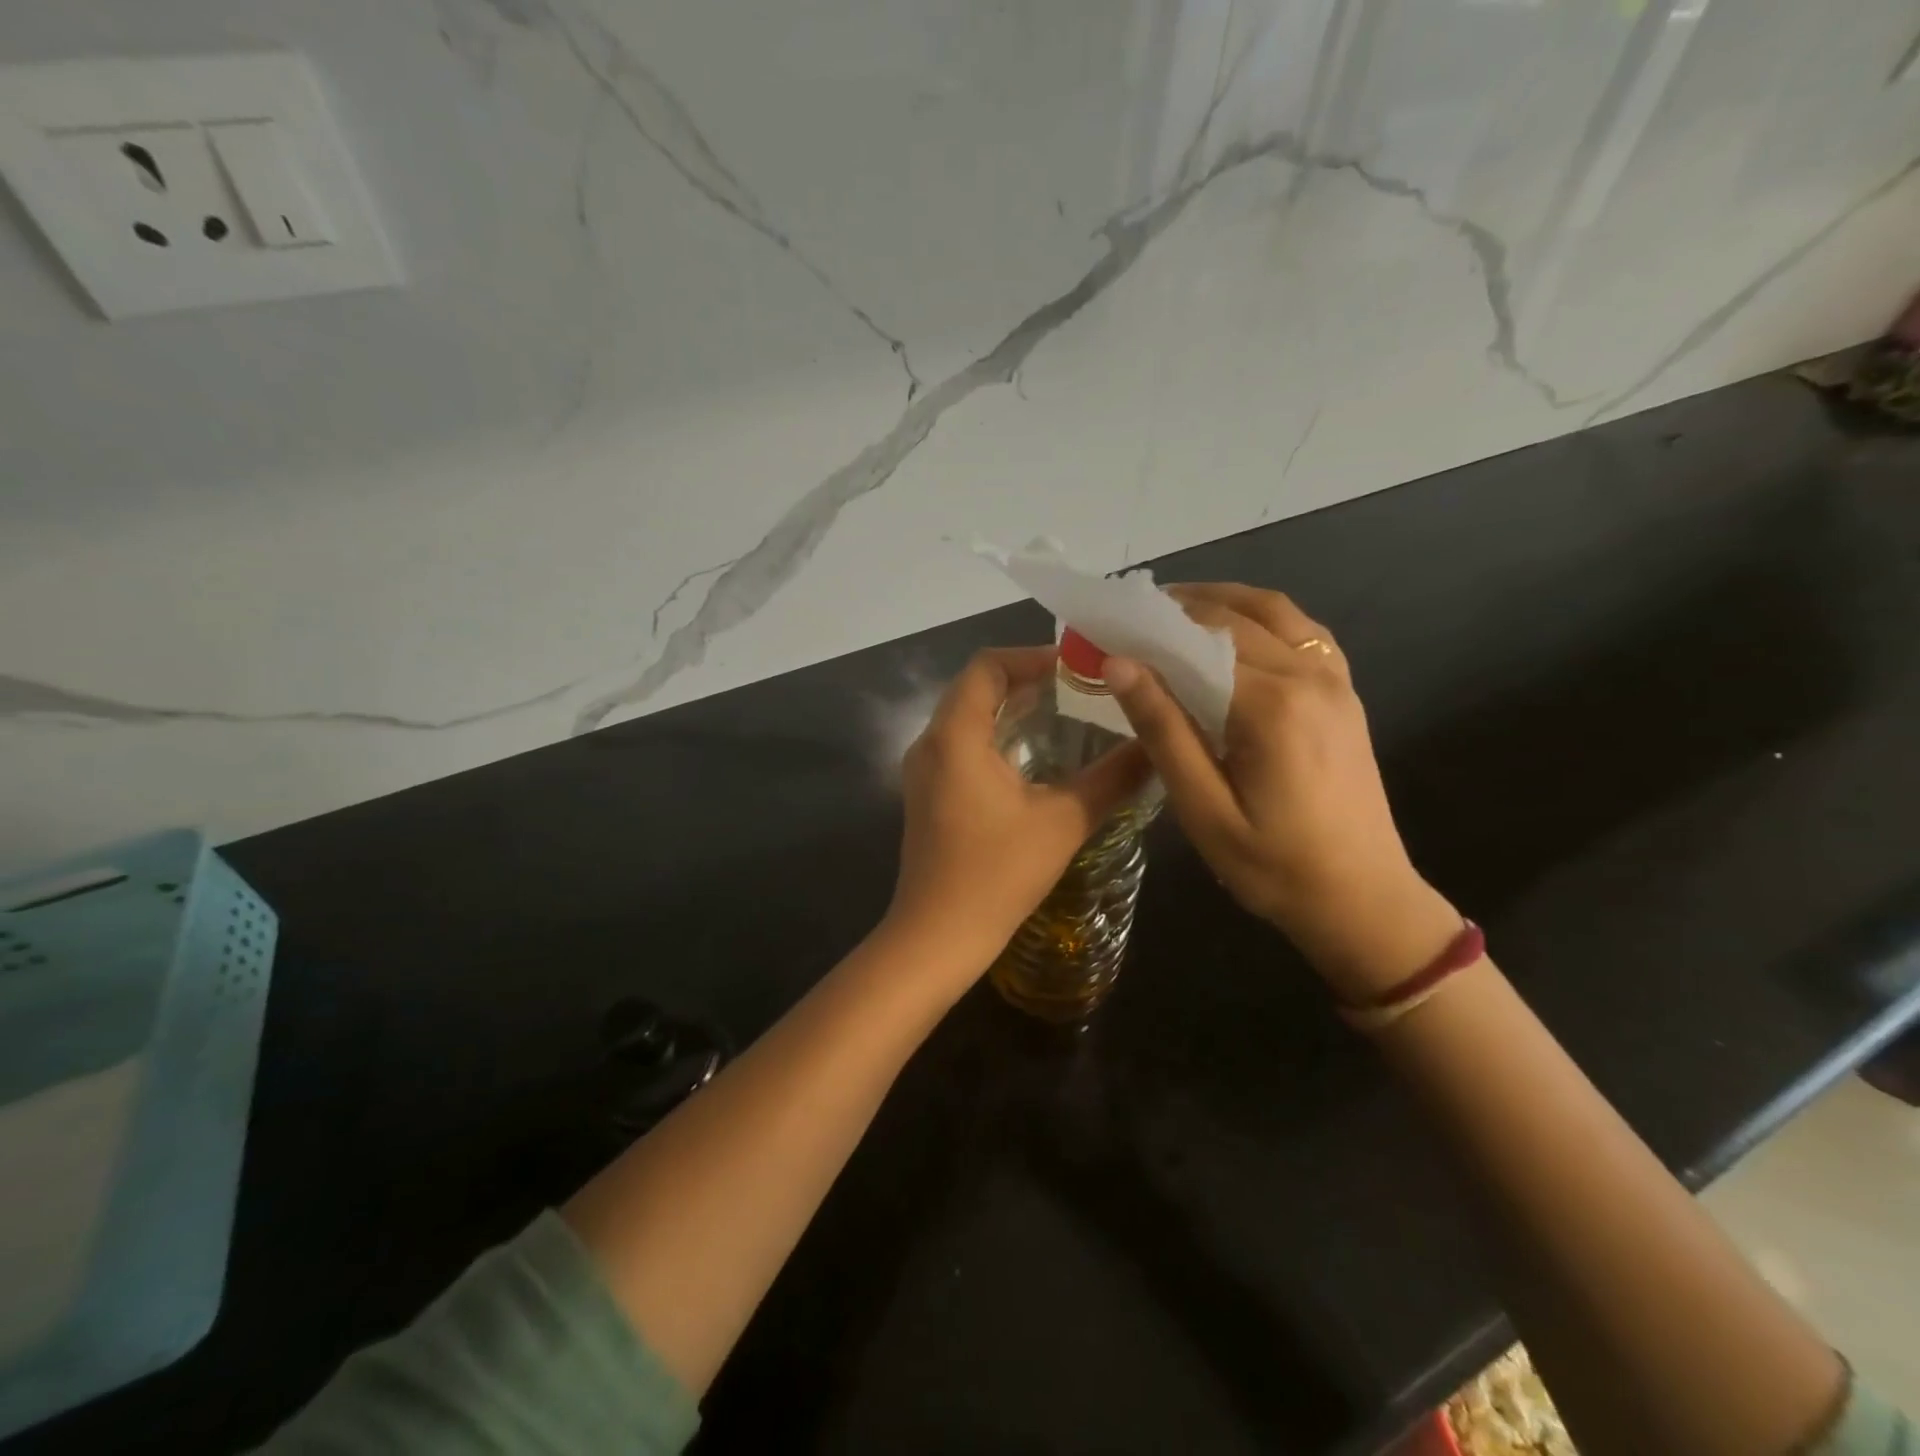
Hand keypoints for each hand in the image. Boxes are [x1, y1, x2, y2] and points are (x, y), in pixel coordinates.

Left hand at [888, 647, 1150, 979]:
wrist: (937, 936)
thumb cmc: (997, 874)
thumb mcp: (1063, 821)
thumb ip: (1112, 777)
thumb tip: (1156, 745)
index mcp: (955, 735)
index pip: (987, 666)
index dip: (1032, 657)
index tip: (1077, 667)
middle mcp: (930, 742)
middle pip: (975, 687)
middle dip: (1026, 680)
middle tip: (1080, 688)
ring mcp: (924, 770)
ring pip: (967, 716)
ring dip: (1011, 709)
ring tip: (1067, 715)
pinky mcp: (927, 793)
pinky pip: (961, 744)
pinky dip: (996, 736)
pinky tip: (1036, 757)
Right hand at [1104, 584, 1459, 1000]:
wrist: (1364, 901)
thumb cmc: (1273, 866)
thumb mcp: (1203, 809)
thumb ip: (1163, 730)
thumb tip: (1119, 664)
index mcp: (1271, 705)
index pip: (1197, 640)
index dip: (1147, 626)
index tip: (1105, 625)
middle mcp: (1309, 676)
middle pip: (1233, 617)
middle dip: (1176, 608)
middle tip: (1127, 619)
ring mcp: (1335, 681)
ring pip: (1273, 612)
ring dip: (1220, 601)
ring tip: (1171, 610)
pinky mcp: (1345, 693)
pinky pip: (1302, 631)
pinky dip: (1261, 617)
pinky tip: (1232, 632)